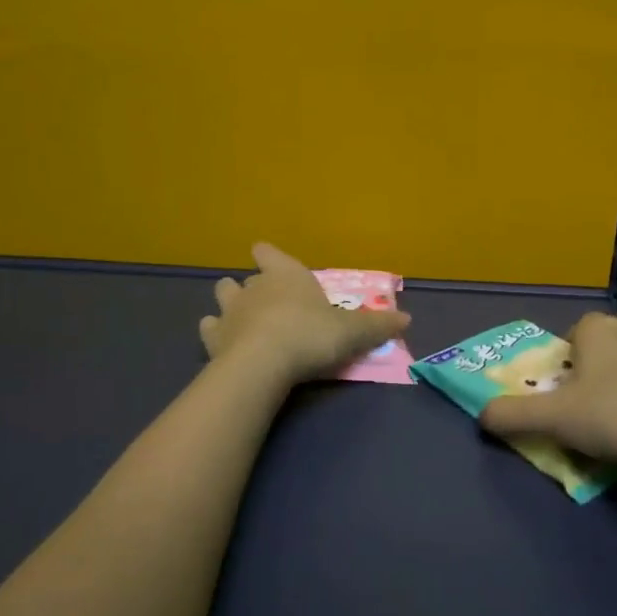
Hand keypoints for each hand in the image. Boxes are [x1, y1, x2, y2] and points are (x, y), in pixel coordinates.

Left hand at [200, 244, 410, 386]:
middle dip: (253, 287)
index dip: (269, 256)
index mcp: (286, 274)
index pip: (268, 252)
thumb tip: (408, 319)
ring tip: (243, 322)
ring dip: (231, 306)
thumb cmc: (311, 335)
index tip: (270, 261)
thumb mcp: (353, 332)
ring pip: (223, 296)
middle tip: (270, 305)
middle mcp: (253, 286)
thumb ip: (378, 325)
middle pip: (244, 277)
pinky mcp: (212, 338)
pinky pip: (209, 328)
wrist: (263, 363)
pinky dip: (216, 333)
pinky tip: (225, 344)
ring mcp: (229, 311)